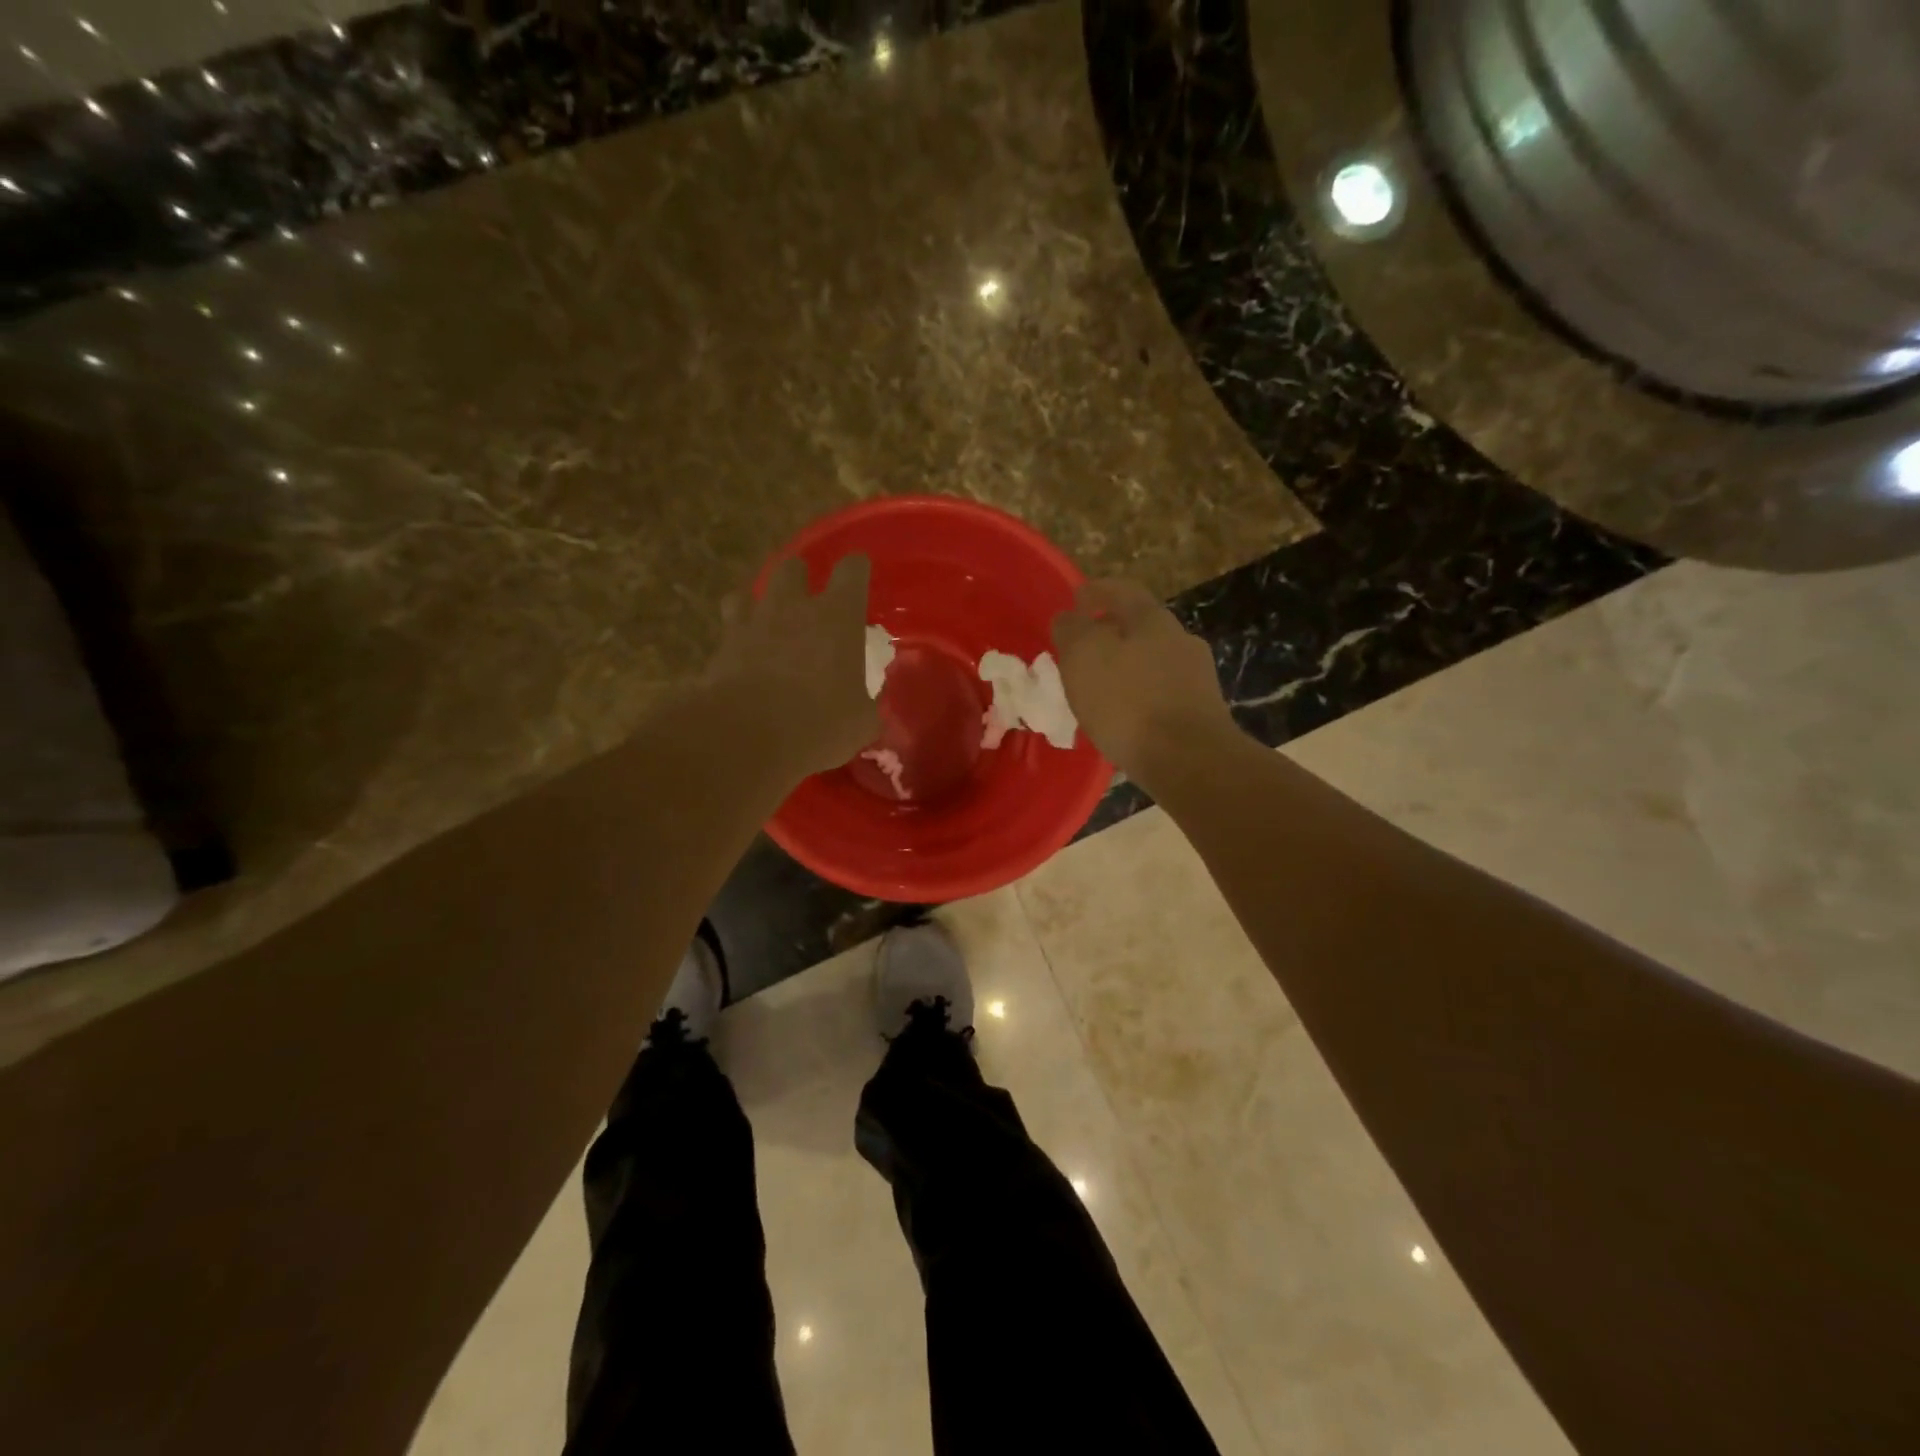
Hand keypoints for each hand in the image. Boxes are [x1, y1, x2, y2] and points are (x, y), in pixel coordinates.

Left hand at [706, 553, 878, 777]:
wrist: (747, 737)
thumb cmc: (819, 724)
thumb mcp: (860, 722)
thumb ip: (865, 705)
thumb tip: (867, 705)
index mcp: (837, 617)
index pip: (852, 570)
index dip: (856, 570)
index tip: (859, 577)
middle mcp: (792, 607)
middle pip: (792, 568)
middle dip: (800, 579)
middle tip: (806, 604)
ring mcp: (751, 623)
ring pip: (748, 592)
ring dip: (758, 603)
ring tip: (765, 624)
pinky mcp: (720, 647)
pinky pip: (727, 630)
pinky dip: (735, 640)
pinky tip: (741, 659)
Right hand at [1051, 578, 1233, 782]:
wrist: (1188, 759)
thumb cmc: (1128, 701)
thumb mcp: (1083, 657)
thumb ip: (1072, 630)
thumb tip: (1068, 617)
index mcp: (1152, 619)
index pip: (1122, 590)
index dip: (1097, 591)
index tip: (1077, 599)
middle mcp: (1180, 639)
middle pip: (1141, 626)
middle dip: (1111, 633)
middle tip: (1083, 649)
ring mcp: (1196, 676)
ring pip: (1153, 660)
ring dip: (1127, 667)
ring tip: (1100, 688)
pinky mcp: (1201, 712)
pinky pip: (1162, 693)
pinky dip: (1140, 696)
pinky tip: (1125, 716)